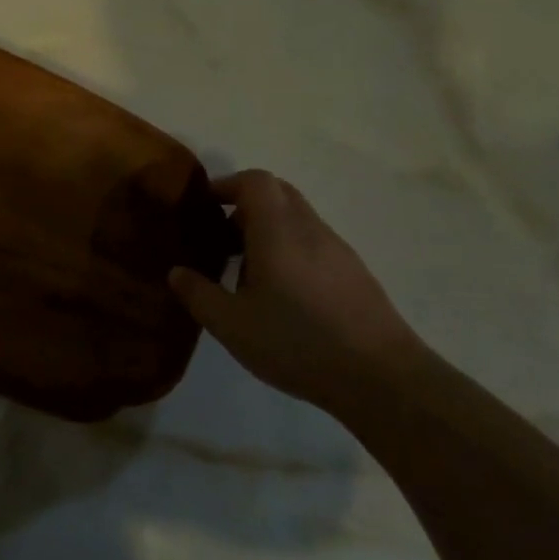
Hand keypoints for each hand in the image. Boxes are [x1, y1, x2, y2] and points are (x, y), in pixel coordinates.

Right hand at [168, 171, 427, 410]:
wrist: (382, 378)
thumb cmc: (297, 342)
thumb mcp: (232, 324)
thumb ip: (198, 294)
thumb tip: (176, 272)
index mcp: (278, 231)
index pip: (255, 181)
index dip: (227, 185)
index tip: (205, 207)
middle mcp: (310, 230)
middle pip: (279, 193)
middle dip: (246, 205)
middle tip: (222, 237)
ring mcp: (338, 251)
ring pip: (298, 219)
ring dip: (268, 231)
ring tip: (247, 274)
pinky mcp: (355, 274)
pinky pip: (314, 244)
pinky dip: (291, 251)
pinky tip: (283, 296)